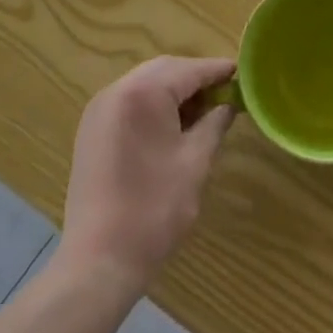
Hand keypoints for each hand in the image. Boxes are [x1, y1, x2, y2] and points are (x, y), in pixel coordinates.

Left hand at [56, 56, 236, 296]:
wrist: (98, 262)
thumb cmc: (155, 209)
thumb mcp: (195, 162)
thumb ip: (214, 124)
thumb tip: (227, 105)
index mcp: (144, 93)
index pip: (189, 70)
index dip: (217, 70)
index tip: (240, 72)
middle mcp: (117, 91)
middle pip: (164, 70)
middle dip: (194, 78)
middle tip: (223, 93)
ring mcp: (99, 110)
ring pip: (145, 84)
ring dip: (173, 91)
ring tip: (201, 111)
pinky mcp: (91, 131)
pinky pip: (129, 102)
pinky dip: (152, 105)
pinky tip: (170, 126)